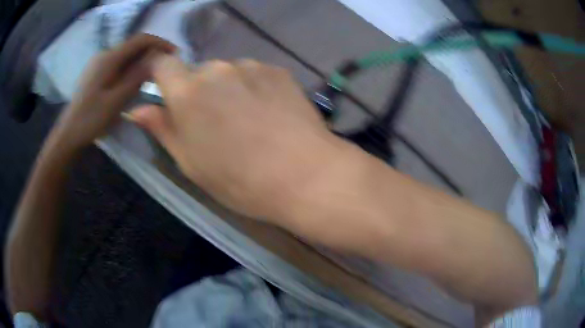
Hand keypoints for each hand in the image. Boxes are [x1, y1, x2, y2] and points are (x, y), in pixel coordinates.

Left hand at [51, 34, 174, 152]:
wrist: (68, 133)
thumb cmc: (91, 119)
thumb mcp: (116, 100)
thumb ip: (136, 77)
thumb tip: (157, 58)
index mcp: (109, 58)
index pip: (140, 40)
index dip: (159, 42)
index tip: (174, 53)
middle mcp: (104, 55)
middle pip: (133, 46)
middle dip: (151, 52)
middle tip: (165, 67)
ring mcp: (99, 63)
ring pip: (126, 55)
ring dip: (141, 61)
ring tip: (153, 75)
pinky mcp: (96, 72)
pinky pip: (118, 64)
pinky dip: (130, 68)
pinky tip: (133, 81)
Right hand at [130, 57, 347, 219]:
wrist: (304, 175)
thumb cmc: (239, 179)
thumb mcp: (190, 162)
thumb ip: (161, 129)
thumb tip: (137, 110)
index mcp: (188, 92)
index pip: (162, 64)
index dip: (160, 74)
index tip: (166, 91)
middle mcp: (217, 70)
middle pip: (197, 72)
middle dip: (199, 92)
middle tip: (215, 124)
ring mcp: (251, 67)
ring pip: (227, 73)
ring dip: (228, 90)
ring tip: (247, 121)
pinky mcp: (277, 71)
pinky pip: (254, 74)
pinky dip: (254, 88)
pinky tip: (269, 114)